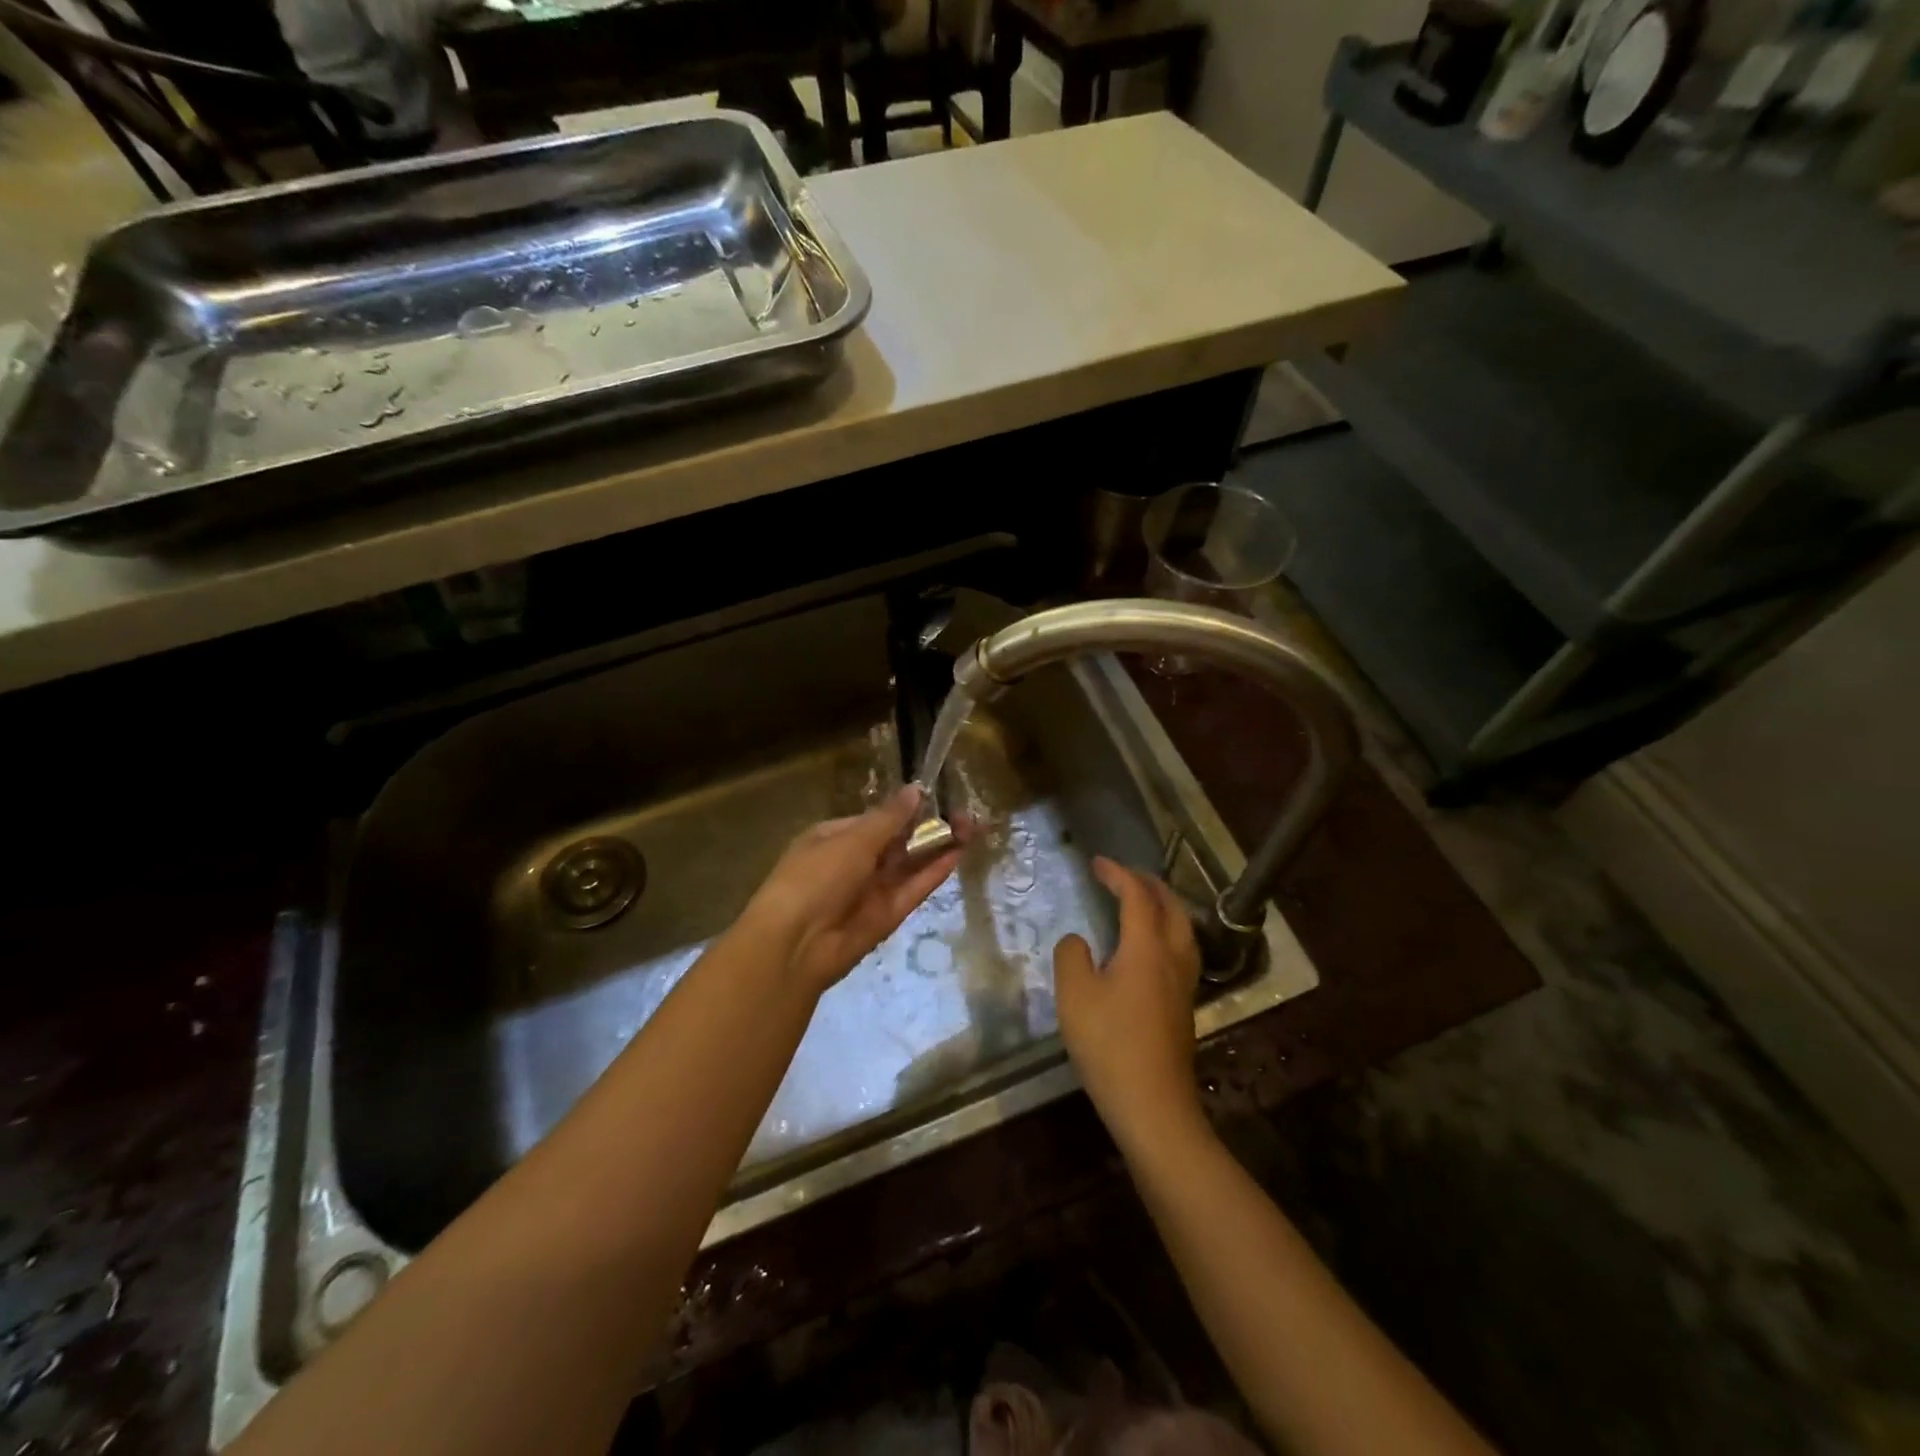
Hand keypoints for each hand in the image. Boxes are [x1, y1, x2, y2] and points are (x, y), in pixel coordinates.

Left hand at [737, 785, 963, 996]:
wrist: (796, 944)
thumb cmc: (817, 877)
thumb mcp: (853, 840)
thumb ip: (890, 818)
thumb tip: (916, 790)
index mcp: (834, 838)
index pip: (875, 820)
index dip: (906, 811)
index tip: (937, 799)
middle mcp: (852, 863)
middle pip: (897, 843)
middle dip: (928, 829)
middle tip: (965, 815)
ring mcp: (870, 891)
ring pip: (909, 865)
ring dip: (937, 848)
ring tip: (972, 828)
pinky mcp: (887, 916)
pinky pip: (913, 889)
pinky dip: (933, 873)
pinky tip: (958, 854)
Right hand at [1054, 858, 1203, 1146]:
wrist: (1153, 1104)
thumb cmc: (1110, 1044)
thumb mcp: (1075, 995)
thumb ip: (1072, 956)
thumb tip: (1080, 941)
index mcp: (1146, 947)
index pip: (1137, 896)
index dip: (1118, 874)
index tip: (1097, 862)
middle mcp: (1172, 957)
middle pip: (1170, 906)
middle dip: (1148, 884)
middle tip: (1123, 876)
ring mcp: (1183, 983)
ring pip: (1183, 929)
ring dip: (1163, 906)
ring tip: (1142, 903)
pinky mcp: (1184, 1006)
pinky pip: (1181, 950)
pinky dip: (1167, 931)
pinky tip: (1150, 949)